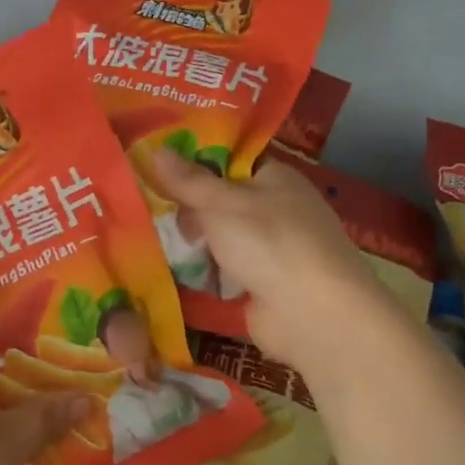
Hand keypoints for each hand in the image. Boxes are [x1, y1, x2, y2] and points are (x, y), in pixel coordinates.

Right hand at [148, 148, 389, 368]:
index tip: (155, 164)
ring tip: (151, 238)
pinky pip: (224, 269)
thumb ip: (187, 180)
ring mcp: (272, 249)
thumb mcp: (221, 203)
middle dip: (189, 206)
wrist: (314, 315)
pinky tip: (171, 270)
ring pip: (221, 236)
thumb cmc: (270, 242)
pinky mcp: (263, 284)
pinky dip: (204, 270)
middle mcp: (277, 209)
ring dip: (193, 241)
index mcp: (276, 178)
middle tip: (150, 208)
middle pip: (222, 199)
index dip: (195, 160)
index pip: (230, 159)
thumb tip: (154, 150)